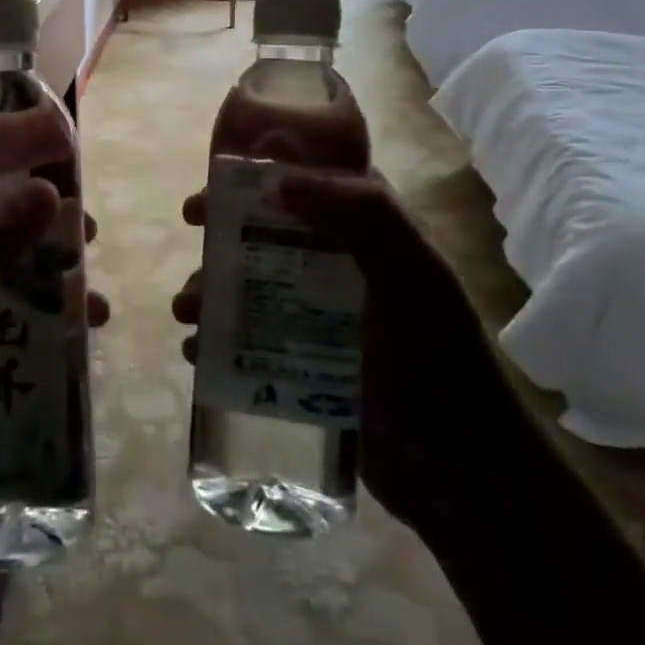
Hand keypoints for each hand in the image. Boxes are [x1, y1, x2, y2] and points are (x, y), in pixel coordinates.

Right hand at [172, 169, 498, 531]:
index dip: (256, 176)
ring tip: (186, 311)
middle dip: (221, 229)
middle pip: (264, 231)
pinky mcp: (300, 363)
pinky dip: (215, 338)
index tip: (218, 184)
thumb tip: (276, 182)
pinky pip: (246, 339)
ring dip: (209, 287)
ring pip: (248, 285)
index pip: (305, 183)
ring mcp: (316, 316)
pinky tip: (197, 352)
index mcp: (365, 231)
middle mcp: (337, 264)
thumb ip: (359, 214)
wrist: (458, 468)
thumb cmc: (436, 355)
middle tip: (192, 230)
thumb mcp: (409, 272)